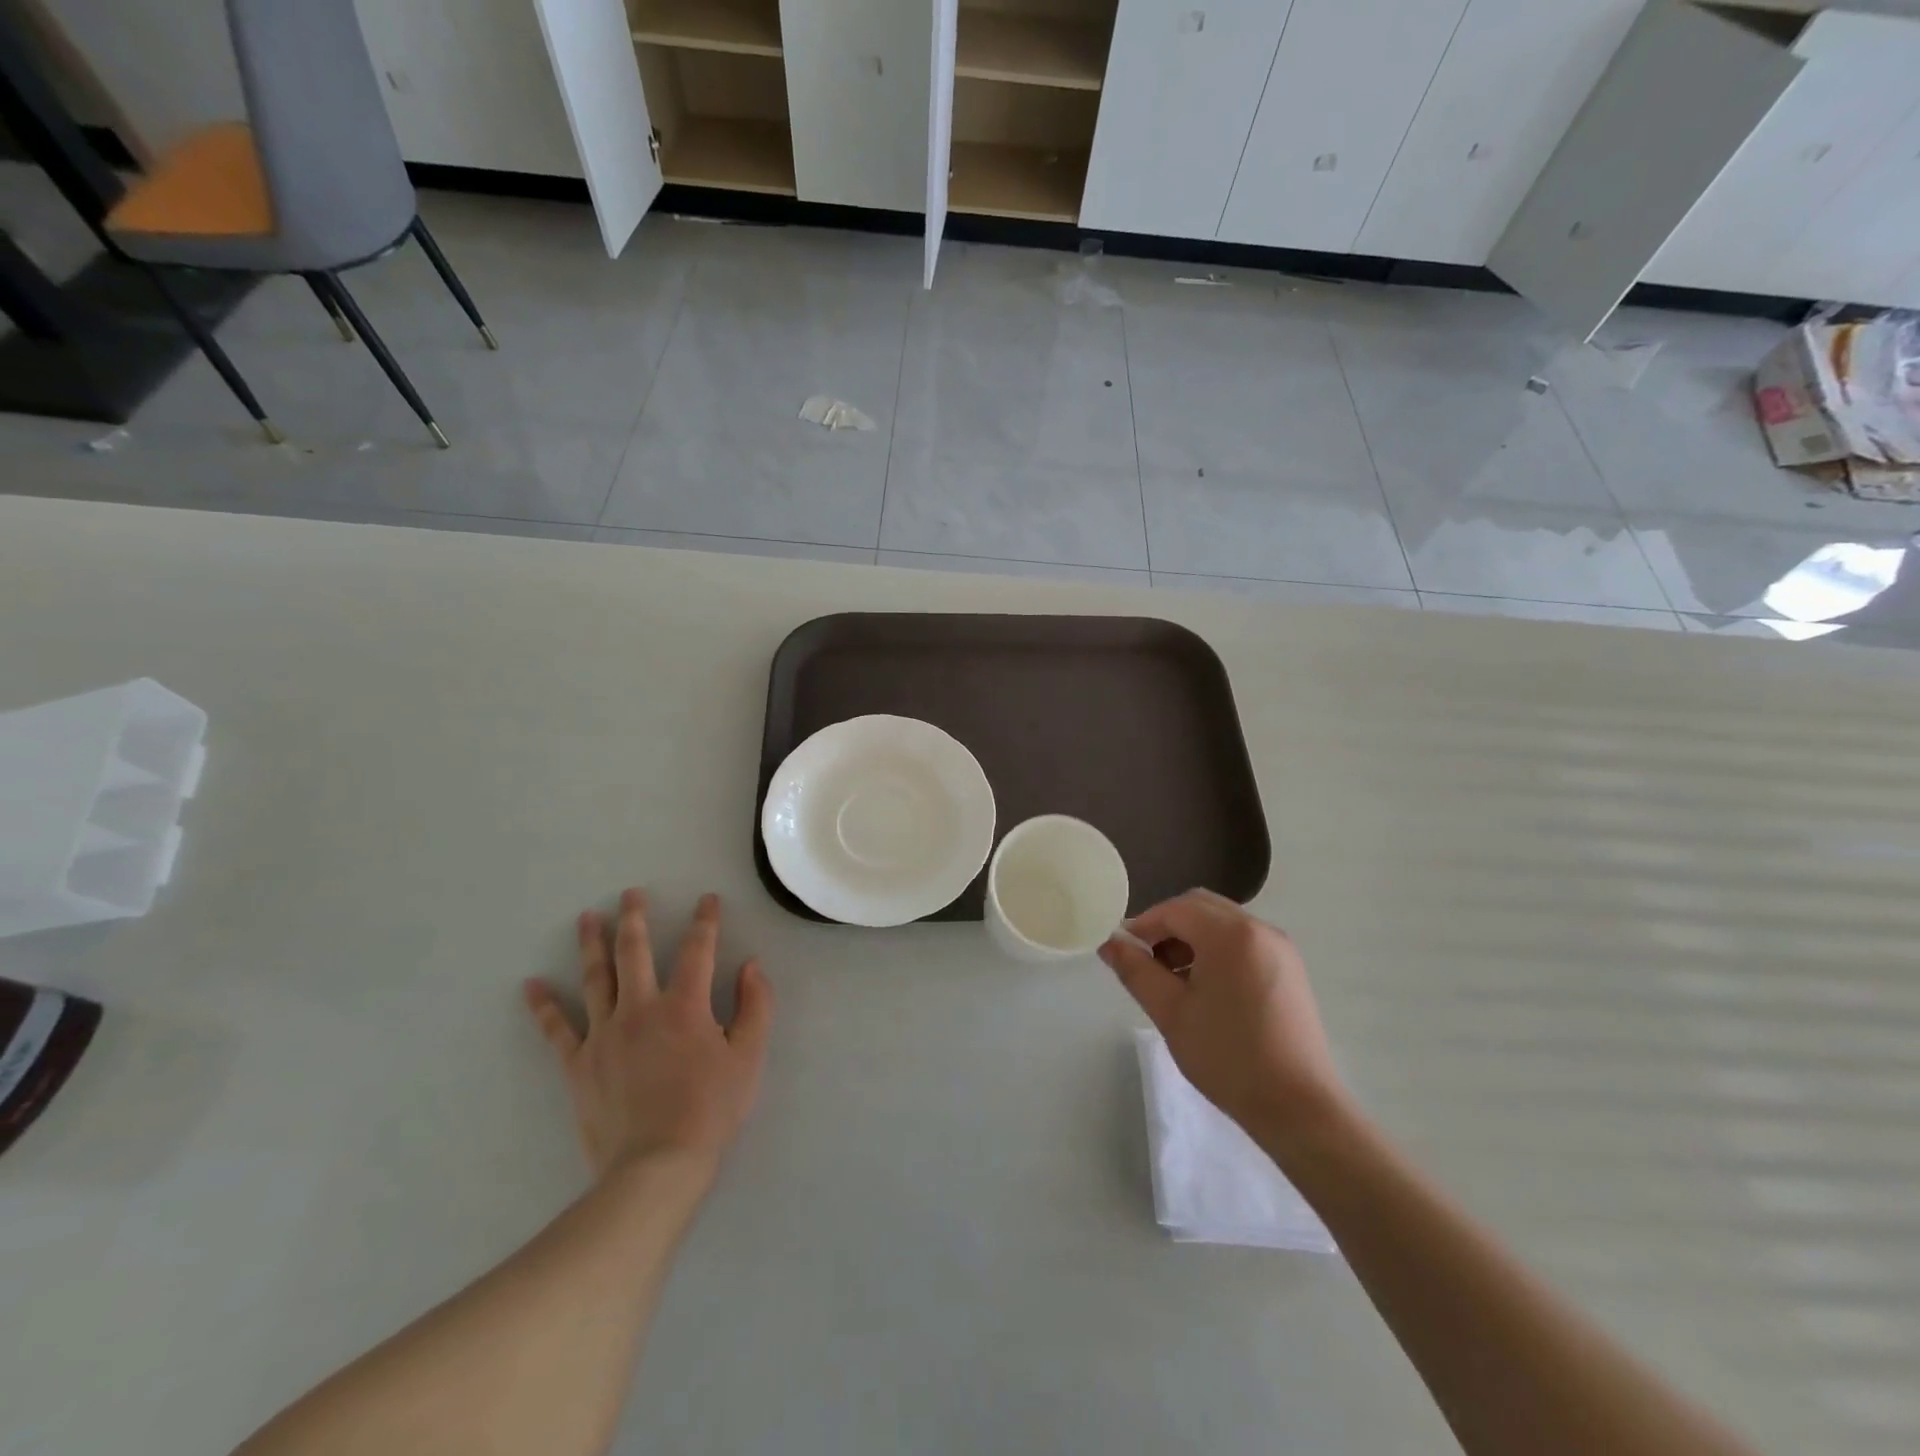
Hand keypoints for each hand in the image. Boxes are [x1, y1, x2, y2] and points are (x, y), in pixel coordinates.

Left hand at [524, 889, 773, 1183]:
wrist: (656, 1166)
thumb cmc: (710, 1110)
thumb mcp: (749, 1057)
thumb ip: (756, 1006)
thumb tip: (751, 966)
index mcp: (685, 1005)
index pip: (697, 950)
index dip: (705, 921)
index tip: (707, 900)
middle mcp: (641, 1008)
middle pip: (634, 952)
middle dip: (634, 918)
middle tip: (630, 894)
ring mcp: (604, 1035)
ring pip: (595, 978)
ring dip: (591, 945)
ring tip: (587, 918)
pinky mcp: (579, 1064)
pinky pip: (557, 1030)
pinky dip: (543, 1007)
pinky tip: (531, 985)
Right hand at [1100, 889, 1349, 1153]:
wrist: (1298, 1107)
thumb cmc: (1228, 1056)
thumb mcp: (1170, 1012)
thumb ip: (1136, 971)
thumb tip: (1110, 943)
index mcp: (1230, 934)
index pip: (1175, 909)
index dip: (1143, 925)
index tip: (1124, 952)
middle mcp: (1259, 929)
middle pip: (1200, 907)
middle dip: (1168, 927)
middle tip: (1147, 963)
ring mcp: (1279, 948)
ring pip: (1222, 923)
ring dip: (1192, 938)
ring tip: (1174, 981)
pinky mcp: (1289, 968)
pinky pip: (1243, 941)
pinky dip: (1217, 950)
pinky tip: (1206, 989)